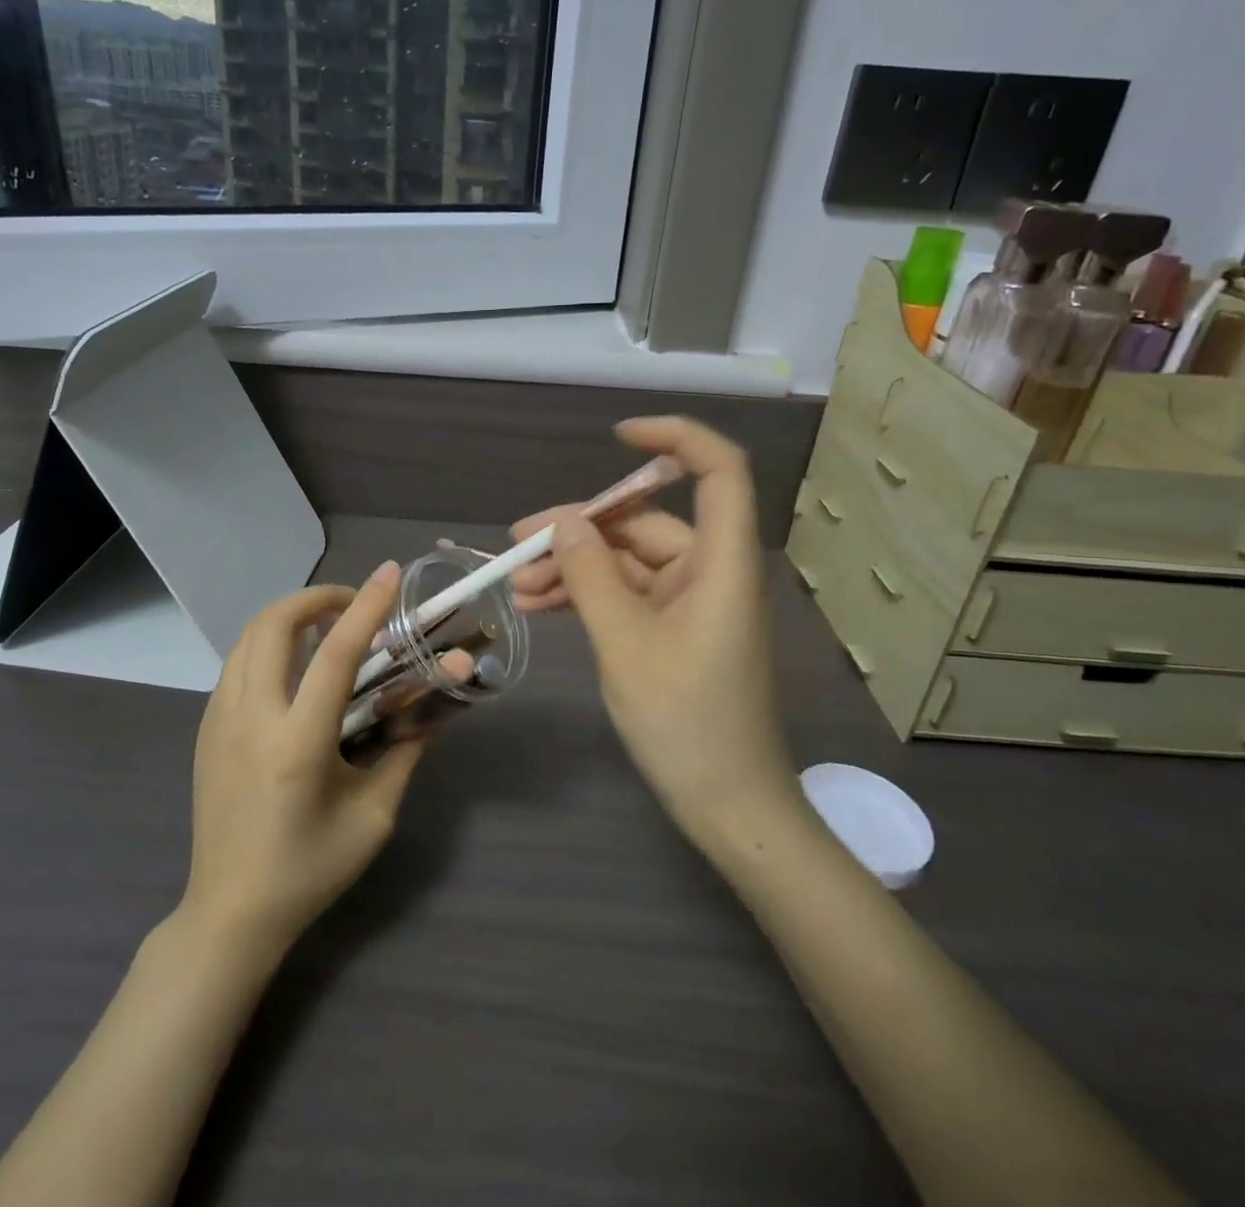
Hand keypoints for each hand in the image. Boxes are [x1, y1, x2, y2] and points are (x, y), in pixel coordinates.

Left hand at [183, 563, 428, 951]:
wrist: (229, 913)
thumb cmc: (309, 870)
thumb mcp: (373, 817)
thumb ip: (404, 754)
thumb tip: (432, 709)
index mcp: (298, 743)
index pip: (336, 654)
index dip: (366, 607)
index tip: (389, 574)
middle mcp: (251, 719)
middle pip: (273, 625)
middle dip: (314, 598)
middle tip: (351, 604)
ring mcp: (219, 721)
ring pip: (248, 638)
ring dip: (288, 617)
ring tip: (325, 628)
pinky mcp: (206, 729)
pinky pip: (237, 664)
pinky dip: (267, 644)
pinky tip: (294, 667)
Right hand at [510, 417, 800, 853]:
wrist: (728, 807)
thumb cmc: (687, 723)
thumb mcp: (626, 645)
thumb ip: (591, 576)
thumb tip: (564, 523)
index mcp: (721, 562)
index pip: (718, 471)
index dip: (675, 438)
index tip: (616, 437)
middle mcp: (710, 570)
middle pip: (644, 521)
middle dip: (579, 529)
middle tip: (516, 544)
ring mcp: (691, 601)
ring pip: (626, 561)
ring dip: (573, 567)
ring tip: (515, 587)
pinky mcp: (675, 629)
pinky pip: (626, 594)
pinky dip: (587, 595)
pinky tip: (540, 605)